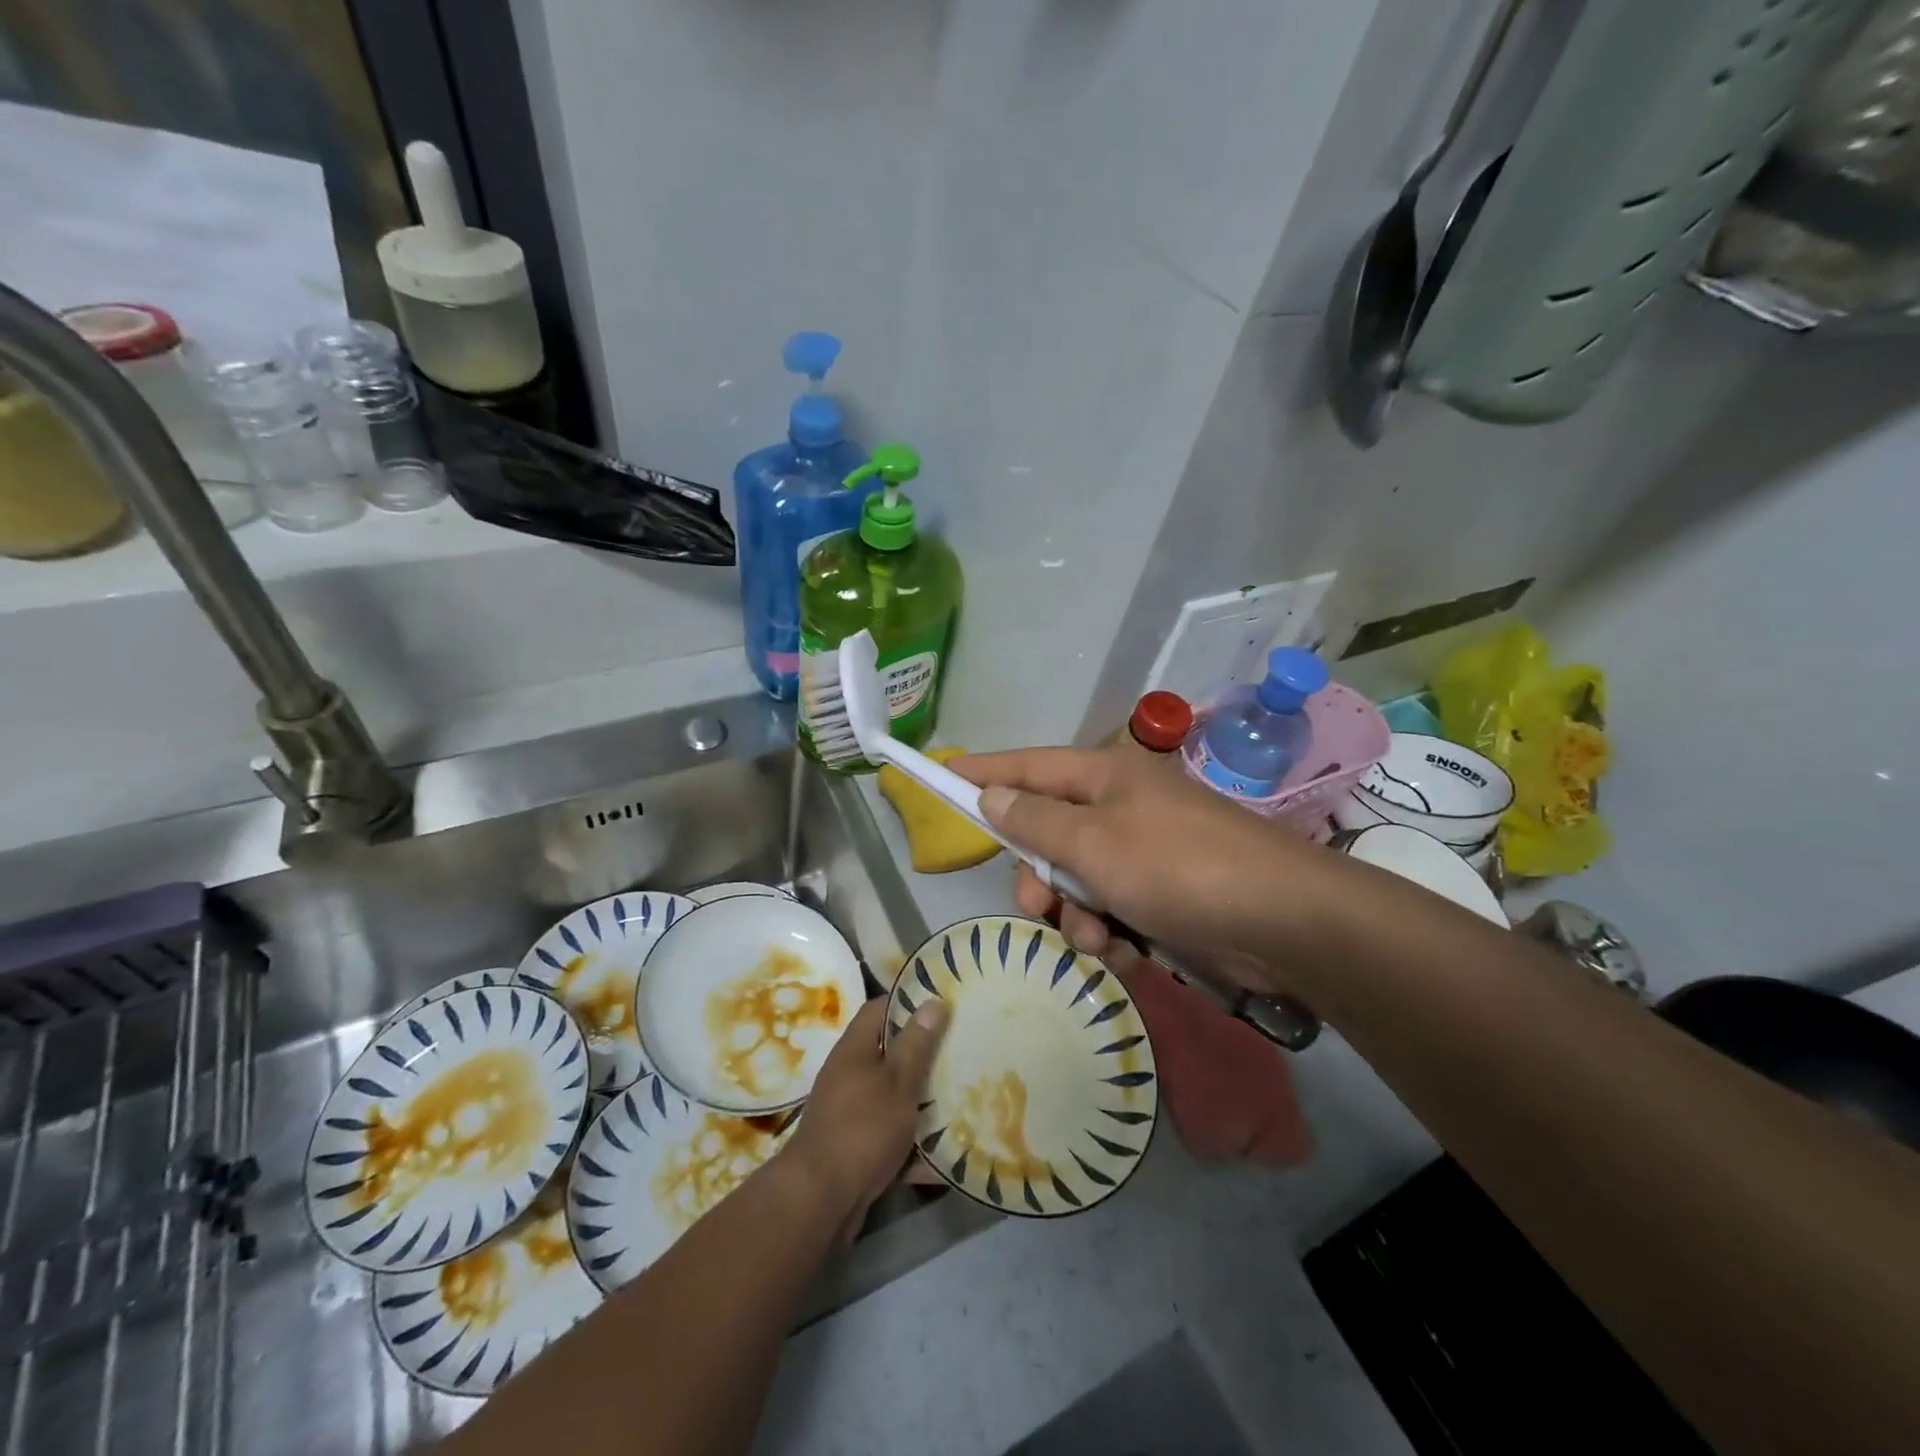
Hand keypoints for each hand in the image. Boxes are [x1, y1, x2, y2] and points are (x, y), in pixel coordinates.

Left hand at [780, 996, 947, 1241]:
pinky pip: (892, 1136)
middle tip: (961, 1050)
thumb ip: (916, 1044)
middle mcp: (849, 1075)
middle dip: (924, 1054)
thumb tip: (932, 1001)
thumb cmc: (863, 1127)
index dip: (909, 1002)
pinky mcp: (856, 1148)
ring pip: (894, 1097)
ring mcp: (851, 1113)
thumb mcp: (898, 1081)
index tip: (943, 1004)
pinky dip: (915, 1144)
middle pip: (890, 1053)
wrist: (820, 1201)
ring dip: (923, 1101)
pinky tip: (947, 1152)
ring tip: (963, 1096)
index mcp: (855, 1049)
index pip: (880, 1008)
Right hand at [955, 744, 1328, 993]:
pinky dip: (1112, 935)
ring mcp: (1144, 852)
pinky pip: (1112, 911)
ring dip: (1077, 917)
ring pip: (1077, 882)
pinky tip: (1129, 955)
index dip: (983, 772)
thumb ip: (1035, 822)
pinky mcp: (1164, 895)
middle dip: (1040, 878)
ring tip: (1101, 940)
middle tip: (1041, 907)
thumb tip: (992, 792)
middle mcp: (1120, 809)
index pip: (1027, 766)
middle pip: (1048, 835)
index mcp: (1104, 778)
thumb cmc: (1177, 868)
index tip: (941, 775)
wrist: (1282, 923)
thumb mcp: (1094, 844)